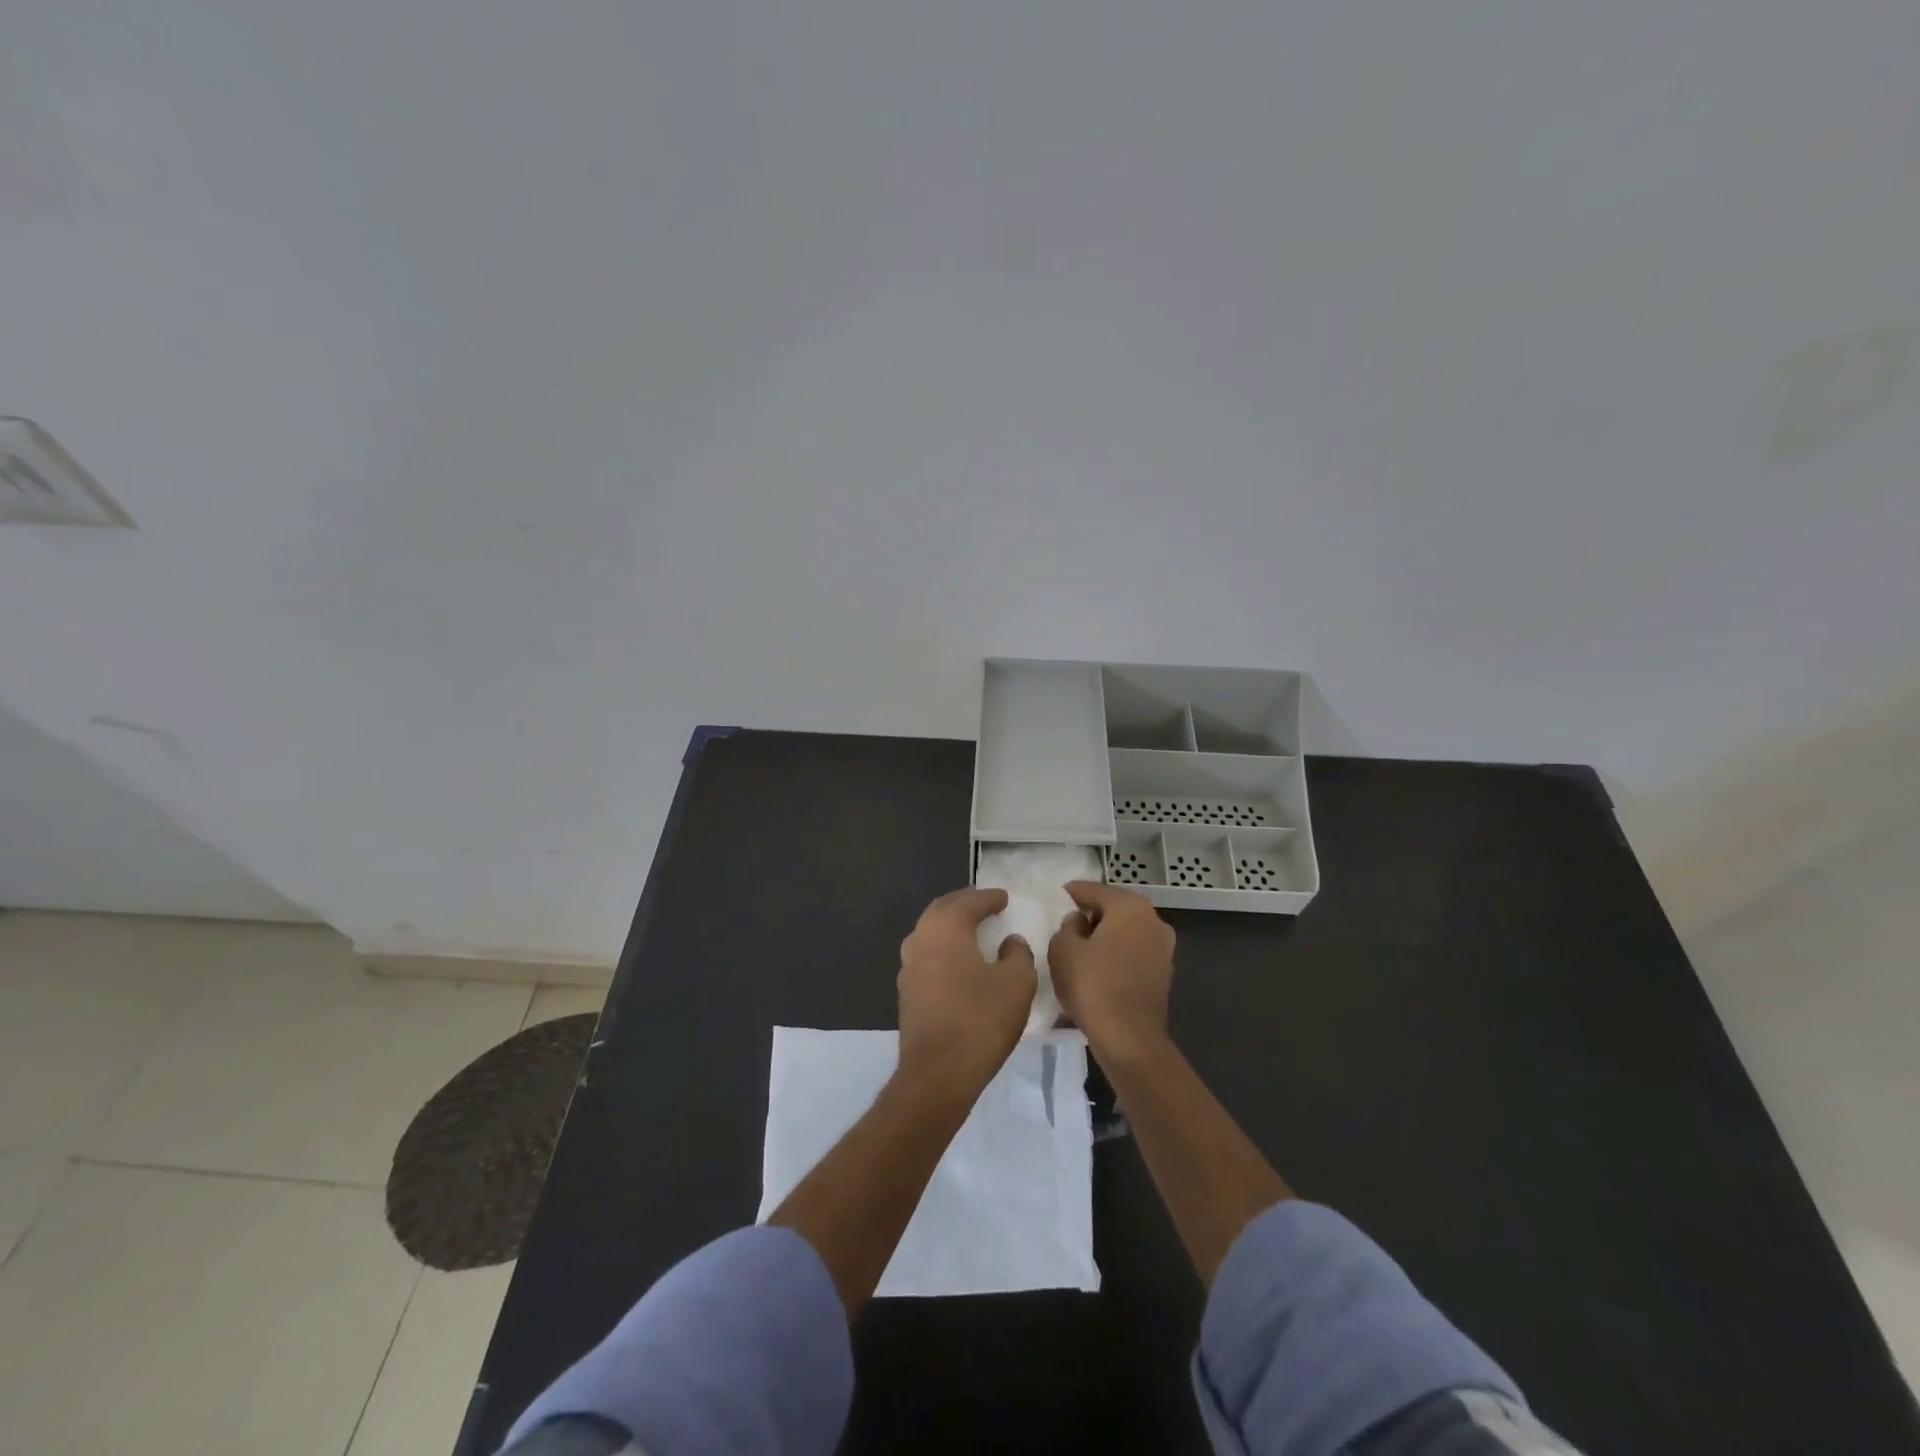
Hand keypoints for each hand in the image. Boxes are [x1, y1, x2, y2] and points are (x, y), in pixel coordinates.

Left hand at [896, 888, 1036, 1100]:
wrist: (938, 1073)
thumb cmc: (980, 1020)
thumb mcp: (1017, 983)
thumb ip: (1018, 954)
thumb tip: (1010, 942)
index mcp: (946, 928)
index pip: (969, 901)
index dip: (989, 897)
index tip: (1003, 897)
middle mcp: (921, 939)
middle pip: (942, 910)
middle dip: (964, 904)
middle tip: (985, 905)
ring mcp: (908, 966)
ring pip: (930, 932)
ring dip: (950, 926)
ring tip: (972, 930)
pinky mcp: (906, 991)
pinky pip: (926, 956)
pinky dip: (943, 949)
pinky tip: (958, 962)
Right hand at [1048, 881, 1175, 1059]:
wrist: (1129, 1039)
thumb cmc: (1092, 986)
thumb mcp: (1063, 949)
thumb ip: (1067, 926)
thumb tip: (1079, 922)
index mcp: (1130, 907)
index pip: (1094, 890)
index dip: (1071, 893)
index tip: (1056, 896)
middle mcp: (1153, 920)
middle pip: (1114, 909)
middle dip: (1090, 915)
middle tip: (1065, 925)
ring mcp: (1163, 948)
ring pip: (1125, 933)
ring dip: (1105, 937)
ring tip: (1079, 950)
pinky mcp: (1164, 974)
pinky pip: (1133, 954)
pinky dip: (1116, 956)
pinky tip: (1098, 970)